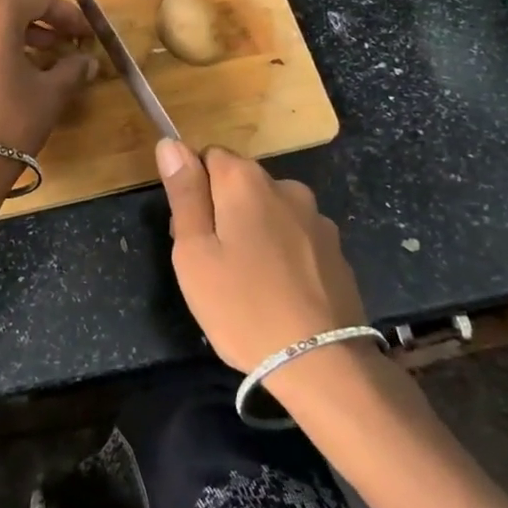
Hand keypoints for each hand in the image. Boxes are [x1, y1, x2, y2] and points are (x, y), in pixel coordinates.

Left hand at [0, 0, 94, 157]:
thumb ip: (73, 68)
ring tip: (39, 60)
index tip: (85, 34)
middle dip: (40, 24)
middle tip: (64, 45)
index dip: (68, 15)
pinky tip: (4, 74)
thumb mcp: (51, 93)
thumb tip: (86, 61)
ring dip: (13, 36)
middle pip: (8, 7)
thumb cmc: (11, 121)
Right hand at [156, 140, 367, 372]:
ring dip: (255, 231)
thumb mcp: (195, 253)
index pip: (207, 157)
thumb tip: (170, 143)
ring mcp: (316, 218)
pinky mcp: (337, 250)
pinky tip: (280, 293)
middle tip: (213, 265)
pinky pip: (296, 237)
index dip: (193, 190)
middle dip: (222, 211)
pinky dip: (283, 253)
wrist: (322, 363)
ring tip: (248, 284)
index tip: (189, 233)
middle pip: (239, 183)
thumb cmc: (242, 306)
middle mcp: (285, 186)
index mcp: (245, 181)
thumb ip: (184, 194)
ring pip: (269, 211)